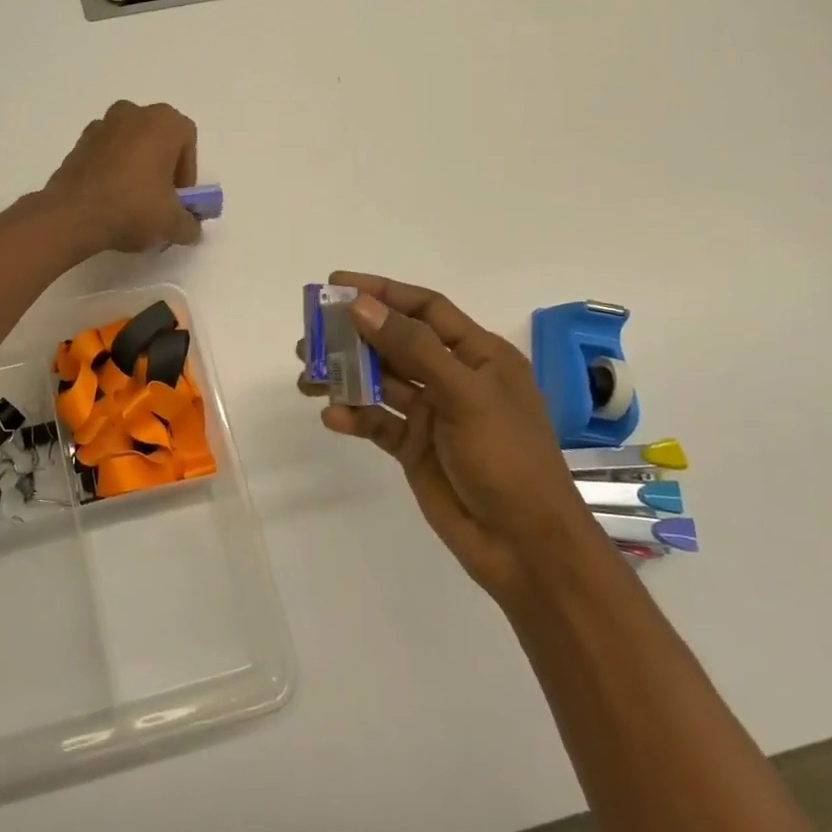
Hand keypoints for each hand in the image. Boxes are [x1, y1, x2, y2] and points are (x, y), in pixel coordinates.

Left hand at [42, 101, 202, 255]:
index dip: (187, 175)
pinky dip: (112, 171)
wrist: (72, 215)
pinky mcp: (78, 143)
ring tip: (132, 202)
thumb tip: (191, 229)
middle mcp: (133, 113)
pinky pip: (106, 154)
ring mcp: (101, 125)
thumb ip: (190, 224)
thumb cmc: (132, 208)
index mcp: (163, 122)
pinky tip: (109, 199)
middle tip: (159, 201)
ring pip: (130, 146)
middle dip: (161, 169)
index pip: (188, 144)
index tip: (178, 201)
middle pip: (158, 141)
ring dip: (136, 168)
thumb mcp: (172, 224)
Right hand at [301, 272, 595, 604]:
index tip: (337, 285)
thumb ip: (412, 347)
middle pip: (395, 343)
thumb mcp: (464, 394)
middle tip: (310, 335)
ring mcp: (432, 414)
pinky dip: (354, 417)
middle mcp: (453, 378)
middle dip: (353, 336)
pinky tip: (332, 417)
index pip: (425, 309)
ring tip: (307, 376)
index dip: (382, 292)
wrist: (524, 545)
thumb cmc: (507, 458)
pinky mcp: (414, 447)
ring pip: (380, 382)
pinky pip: (377, 422)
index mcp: (479, 356)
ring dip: (345, 376)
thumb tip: (360, 306)